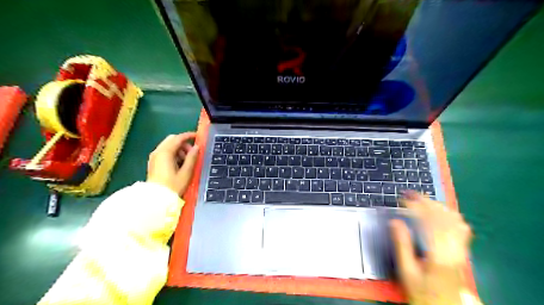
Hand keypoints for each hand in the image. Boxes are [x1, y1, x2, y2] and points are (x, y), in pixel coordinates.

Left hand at [147, 132, 199, 196]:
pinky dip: (173, 154)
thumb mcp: (186, 172)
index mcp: (165, 153)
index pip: (178, 138)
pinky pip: (165, 152)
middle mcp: (158, 152)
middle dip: (183, 143)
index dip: (188, 136)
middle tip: (192, 153)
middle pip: (172, 140)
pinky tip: (179, 164)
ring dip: (178, 149)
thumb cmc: (172, 186)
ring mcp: (154, 157)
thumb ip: (192, 158)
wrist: (156, 199)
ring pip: (168, 146)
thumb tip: (197, 147)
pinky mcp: (154, 163)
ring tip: (187, 161)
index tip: (197, 136)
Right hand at [391, 192, 476, 303]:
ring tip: (423, 199)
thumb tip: (395, 221)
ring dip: (438, 205)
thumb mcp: (406, 271)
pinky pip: (461, 227)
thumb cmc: (422, 291)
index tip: (403, 198)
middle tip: (410, 194)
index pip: (429, 220)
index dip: (416, 206)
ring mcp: (461, 249)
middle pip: (443, 217)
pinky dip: (450, 214)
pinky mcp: (463, 250)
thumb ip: (401, 245)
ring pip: (454, 219)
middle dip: (426, 201)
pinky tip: (441, 212)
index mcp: (438, 253)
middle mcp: (453, 248)